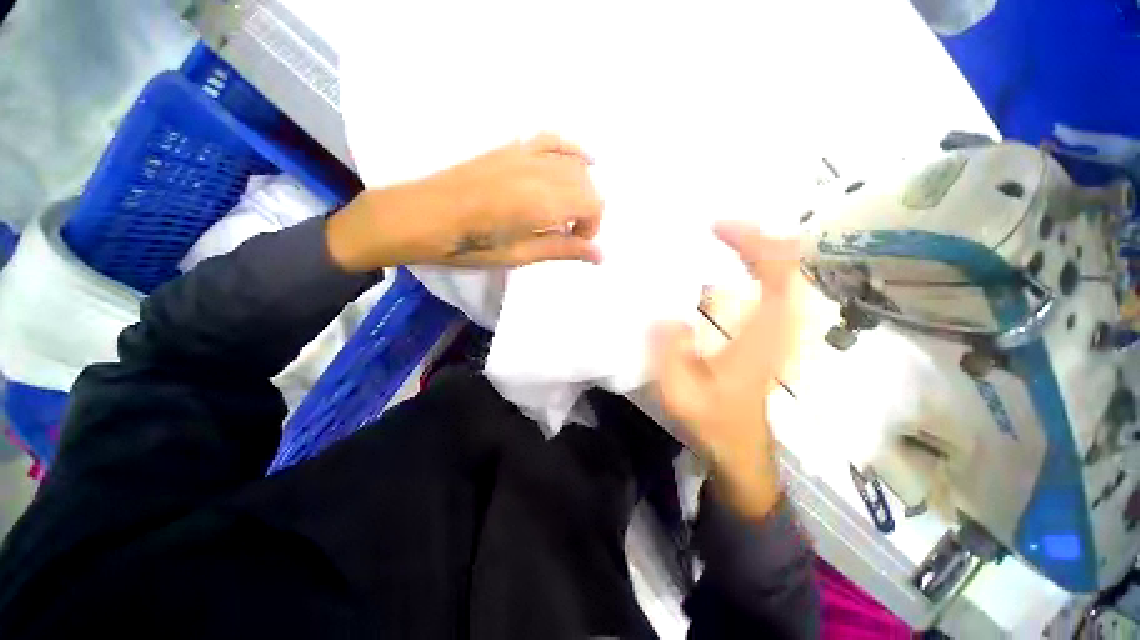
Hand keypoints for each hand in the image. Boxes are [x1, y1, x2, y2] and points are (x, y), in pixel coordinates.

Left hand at [327, 133, 603, 271]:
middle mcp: (540, 171)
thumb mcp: (519, 256)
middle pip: (586, 184)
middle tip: (570, 233)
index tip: (577, 243)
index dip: (592, 226)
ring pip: (574, 163)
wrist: (421, 217)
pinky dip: (572, 149)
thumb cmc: (469, 245)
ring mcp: (524, 154)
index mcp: (542, 202)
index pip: (592, 204)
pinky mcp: (511, 148)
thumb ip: (562, 250)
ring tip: (567, 209)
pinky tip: (581, 159)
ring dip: (581, 188)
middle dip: (588, 210)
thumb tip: (601, 255)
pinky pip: (552, 140)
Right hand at [652, 222, 804, 518]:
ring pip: (779, 275)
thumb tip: (666, 315)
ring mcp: (777, 330)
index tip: (717, 228)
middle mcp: (779, 326)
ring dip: (753, 251)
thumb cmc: (714, 422)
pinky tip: (719, 271)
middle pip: (784, 265)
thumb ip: (670, 352)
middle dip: (754, 238)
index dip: (752, 242)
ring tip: (717, 240)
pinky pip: (767, 290)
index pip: (776, 273)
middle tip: (716, 227)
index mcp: (763, 337)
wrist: (740, 449)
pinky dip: (750, 270)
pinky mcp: (767, 336)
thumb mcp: (682, 393)